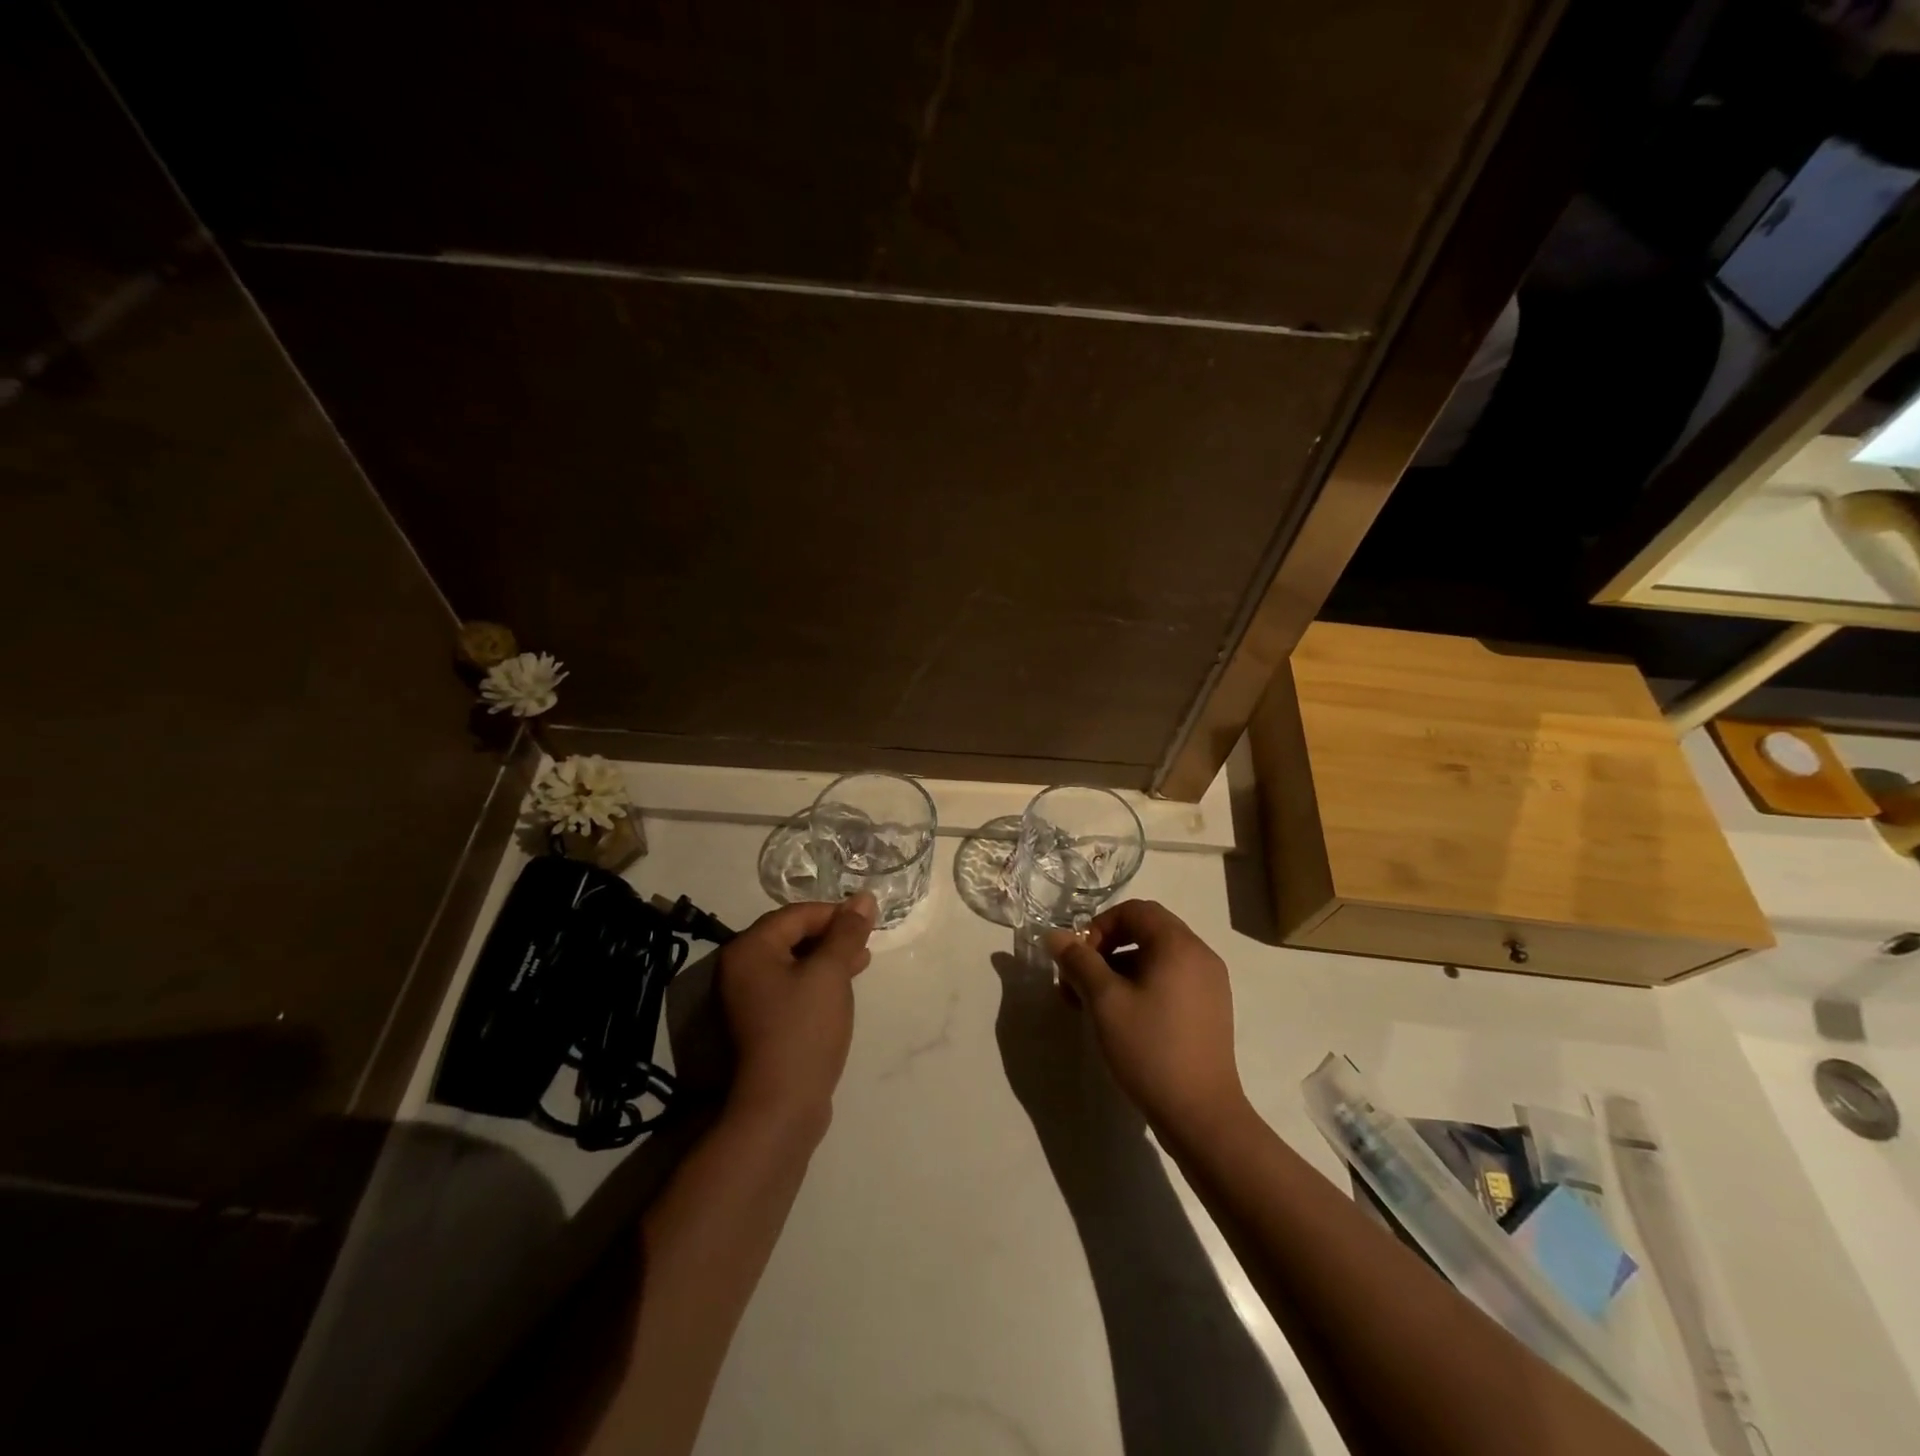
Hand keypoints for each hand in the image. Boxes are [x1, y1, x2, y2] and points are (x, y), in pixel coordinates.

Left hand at [718, 894, 876, 1135]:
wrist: (780, 1106)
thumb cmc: (804, 1029)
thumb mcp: (831, 973)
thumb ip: (847, 932)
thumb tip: (864, 897)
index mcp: (750, 949)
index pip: (796, 914)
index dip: (834, 914)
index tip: (867, 923)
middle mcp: (741, 968)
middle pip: (792, 935)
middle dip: (832, 936)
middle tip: (866, 942)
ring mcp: (748, 998)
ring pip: (794, 962)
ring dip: (828, 958)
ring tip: (862, 961)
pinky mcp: (761, 1022)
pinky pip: (791, 986)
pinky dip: (817, 980)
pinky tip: (843, 987)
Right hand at [1045, 900, 1247, 1139]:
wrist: (1201, 1115)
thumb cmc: (1150, 1048)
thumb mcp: (1104, 1001)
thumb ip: (1078, 961)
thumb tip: (1054, 935)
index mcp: (1178, 944)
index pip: (1135, 910)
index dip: (1100, 926)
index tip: (1079, 958)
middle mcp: (1200, 955)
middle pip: (1146, 932)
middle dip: (1106, 950)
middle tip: (1078, 982)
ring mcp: (1210, 984)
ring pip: (1156, 959)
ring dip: (1120, 971)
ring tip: (1091, 1005)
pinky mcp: (1211, 1010)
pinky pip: (1171, 980)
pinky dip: (1142, 986)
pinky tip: (1122, 1019)